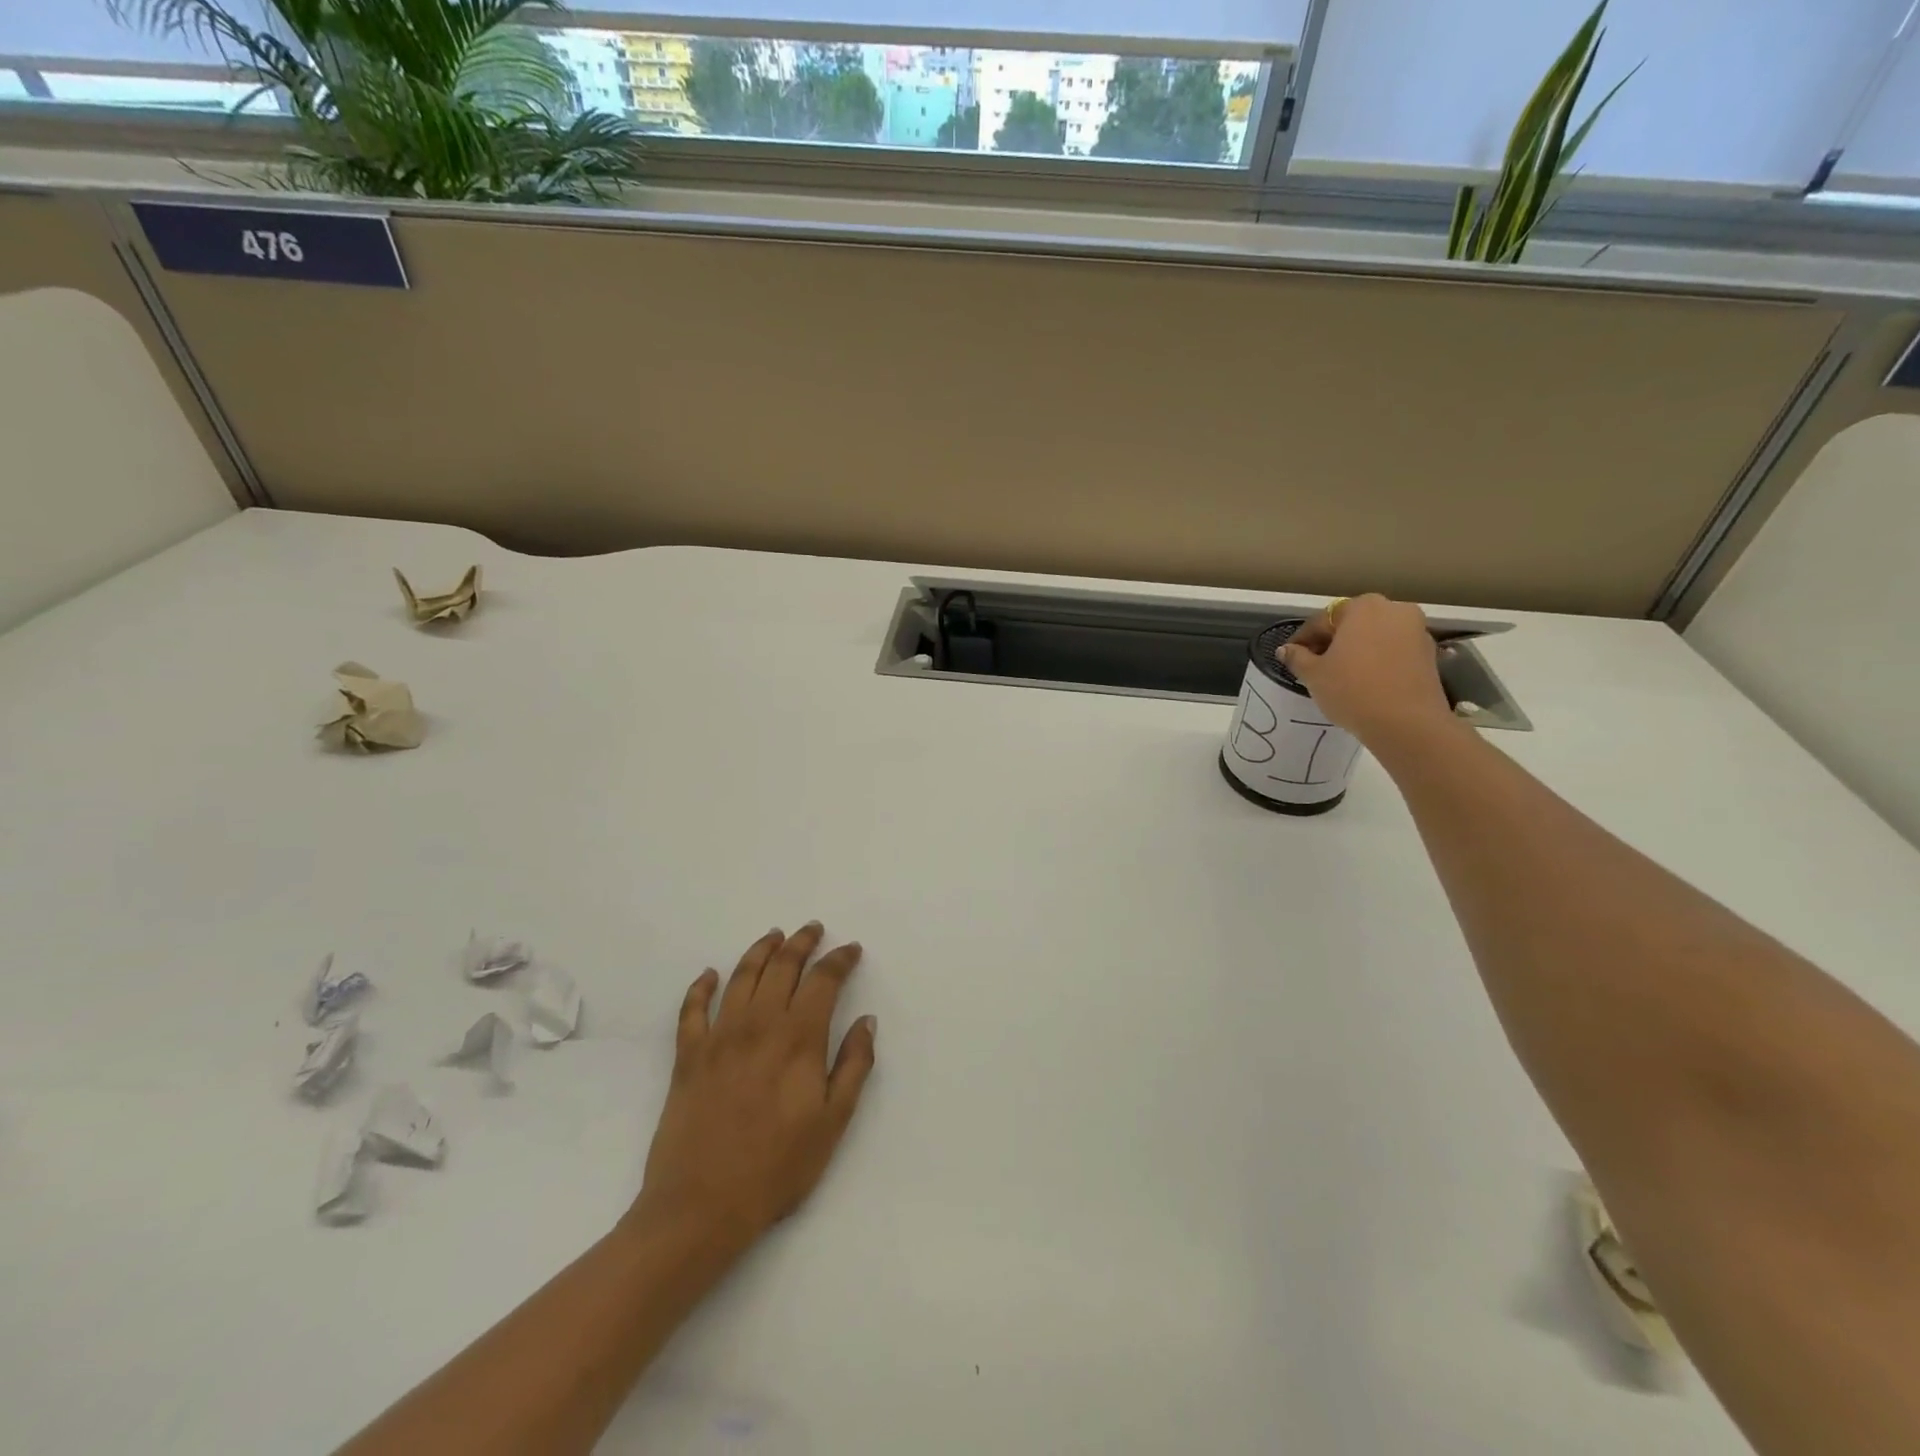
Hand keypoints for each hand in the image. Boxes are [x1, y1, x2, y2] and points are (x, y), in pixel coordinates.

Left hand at [629, 924, 876, 1253]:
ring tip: (774, 936)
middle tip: (812, 929)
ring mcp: (719, 1036)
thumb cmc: (777, 1167)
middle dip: (801, 943)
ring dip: (760, 951)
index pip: (823, 980)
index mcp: (798, 1038)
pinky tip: (710, 975)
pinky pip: (692, 1009)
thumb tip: (866, 1021)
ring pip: (741, 976)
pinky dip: (701, 986)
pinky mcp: (688, 1056)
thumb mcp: (833, 1122)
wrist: (701, 1206)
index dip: (839, 959)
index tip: (850, 949)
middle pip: (782, 967)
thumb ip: (854, 1065)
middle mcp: (759, 1024)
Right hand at [1279, 594, 1453, 745]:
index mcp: (1362, 607)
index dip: (1302, 640)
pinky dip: (1377, 660)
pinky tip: (1365, 682)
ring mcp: (1416, 630)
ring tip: (1340, 675)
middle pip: (1352, 624)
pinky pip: (1393, 651)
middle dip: (1332, 642)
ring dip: (1356, 650)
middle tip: (1315, 666)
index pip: (1322, 620)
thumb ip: (1297, 657)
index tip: (1290, 657)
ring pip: (1375, 637)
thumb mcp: (1314, 675)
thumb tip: (1285, 650)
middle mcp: (1393, 609)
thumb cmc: (1352, 690)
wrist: (1407, 723)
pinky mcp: (1429, 653)